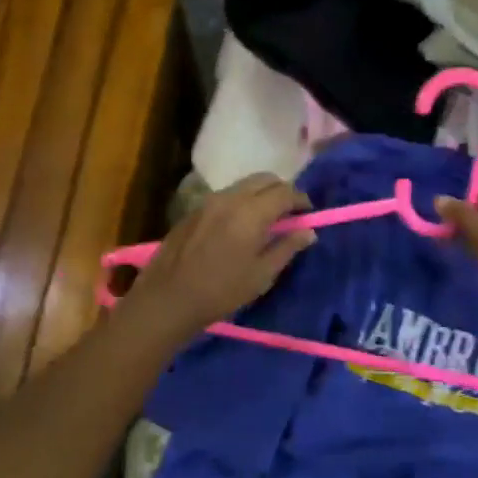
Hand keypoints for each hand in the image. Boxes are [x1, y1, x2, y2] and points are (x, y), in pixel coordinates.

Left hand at [125, 174, 316, 338]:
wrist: (168, 298)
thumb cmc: (221, 291)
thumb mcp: (261, 275)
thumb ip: (287, 248)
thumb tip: (308, 232)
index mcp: (251, 212)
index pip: (285, 192)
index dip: (301, 200)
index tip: (308, 214)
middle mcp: (230, 198)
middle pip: (264, 179)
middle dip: (281, 190)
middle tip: (289, 213)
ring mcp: (208, 201)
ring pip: (243, 185)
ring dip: (260, 194)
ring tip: (266, 219)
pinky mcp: (194, 210)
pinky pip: (226, 196)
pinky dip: (241, 201)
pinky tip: (240, 225)